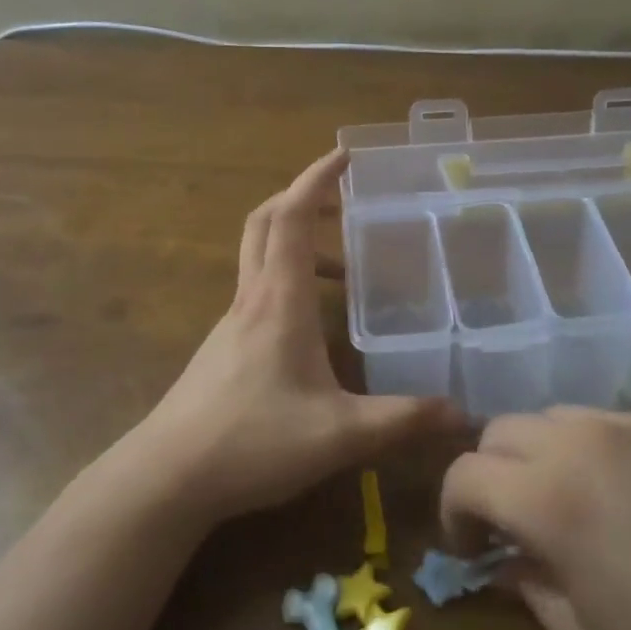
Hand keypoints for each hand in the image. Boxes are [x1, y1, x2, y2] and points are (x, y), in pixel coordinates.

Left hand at [136, 147, 461, 523]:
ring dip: (296, 242)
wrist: (168, 476)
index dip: (317, 177)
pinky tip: (311, 325)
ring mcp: (232, 320)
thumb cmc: (253, 441)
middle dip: (302, 197)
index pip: (292, 214)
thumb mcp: (339, 434)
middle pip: (266, 220)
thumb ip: (401, 420)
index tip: (344, 154)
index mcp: (279, 298)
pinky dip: (285, 279)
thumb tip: (462, 415)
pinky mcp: (222, 345)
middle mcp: (252, 296)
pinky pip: (256, 288)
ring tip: (343, 272)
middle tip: (343, 200)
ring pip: (258, 254)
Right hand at [440, 408, 630, 629]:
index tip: (471, 547)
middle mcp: (583, 439)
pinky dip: (606, 452)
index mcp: (549, 496)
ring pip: (561, 417)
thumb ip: (533, 591)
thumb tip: (508, 560)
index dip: (455, 509)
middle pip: (504, 429)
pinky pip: (620, 423)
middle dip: (495, 473)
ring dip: (547, 455)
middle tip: (516, 523)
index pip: (465, 472)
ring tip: (578, 504)